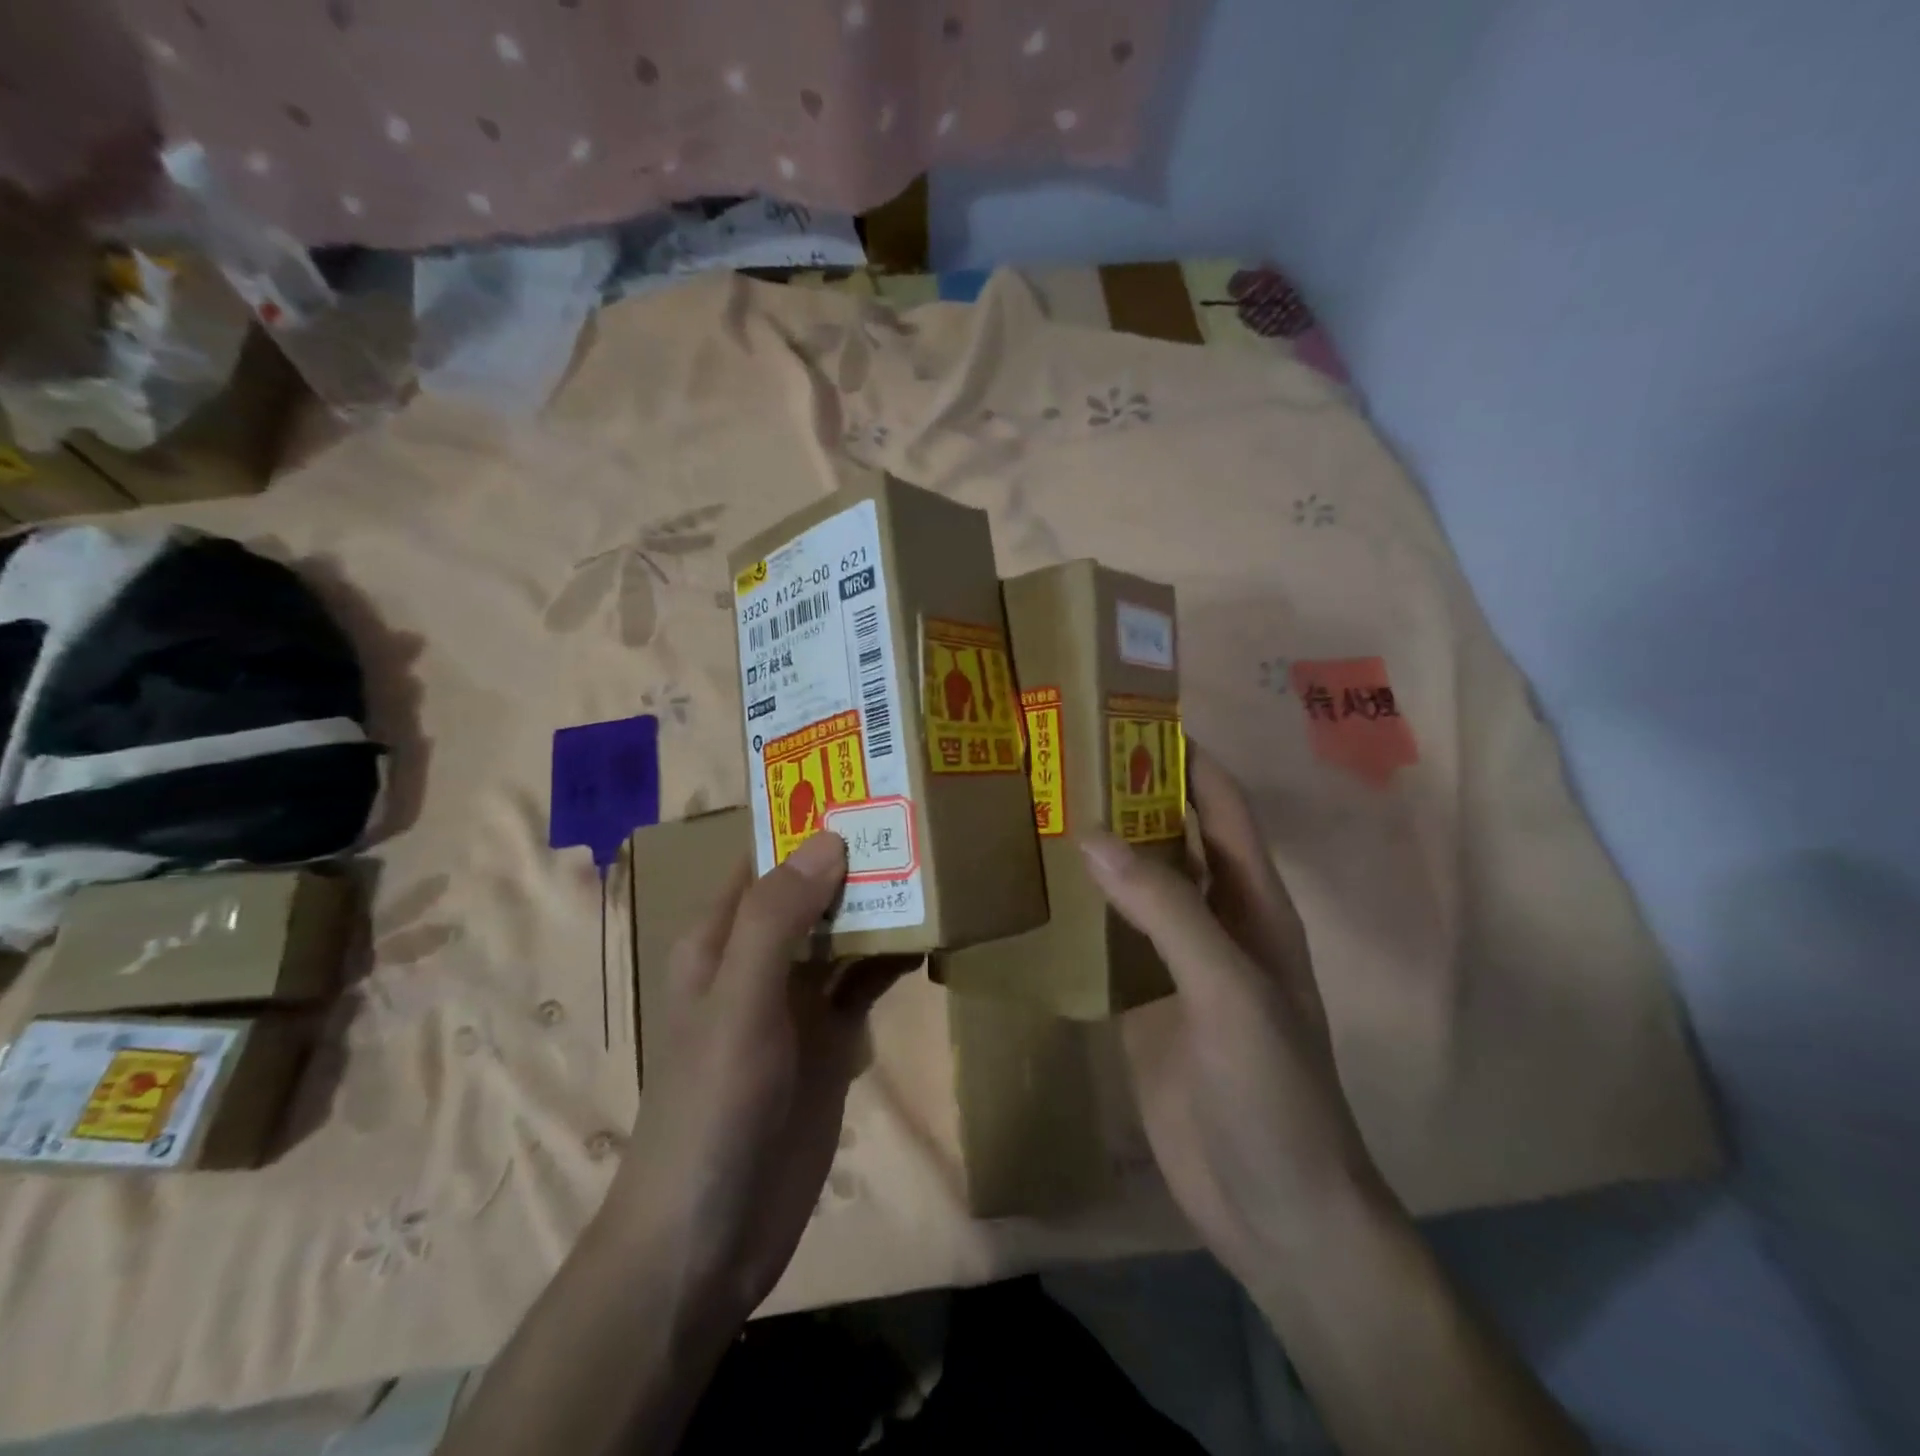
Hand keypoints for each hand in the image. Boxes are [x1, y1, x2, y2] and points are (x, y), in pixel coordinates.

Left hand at [614, 832, 902, 1318]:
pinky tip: (937, 935)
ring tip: (939, 860)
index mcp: (722, 938)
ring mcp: (799, 1000)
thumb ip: (778, 919)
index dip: (807, 820)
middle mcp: (761, 958)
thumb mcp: (738, 1003)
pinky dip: (896, 956)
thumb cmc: (710, 1108)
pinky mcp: (832, 1039)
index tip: (865, 782)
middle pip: (813, 890)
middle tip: (921, 814)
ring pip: (845, 932)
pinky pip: (867, 981)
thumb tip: (830, 837)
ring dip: (883, 903)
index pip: (766, 858)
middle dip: (858, 856)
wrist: (710, 1238)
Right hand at [1078, 747, 1385, 1284]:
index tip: (1129, 718)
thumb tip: (1092, 834)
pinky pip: (1105, 944)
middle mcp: (1214, 921)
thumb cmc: (1273, 1088)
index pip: (1221, 808)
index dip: (1186, 759)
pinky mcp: (1141, 1004)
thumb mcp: (1227, 988)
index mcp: (1252, 904)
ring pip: (1133, 889)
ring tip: (1035, 812)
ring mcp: (1175, 964)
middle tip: (1061, 759)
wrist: (1273, 1207)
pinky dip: (1076, 915)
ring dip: (1097, 853)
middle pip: (1171, 839)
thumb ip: (1165, 910)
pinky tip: (1033, 896)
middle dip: (1128, 797)